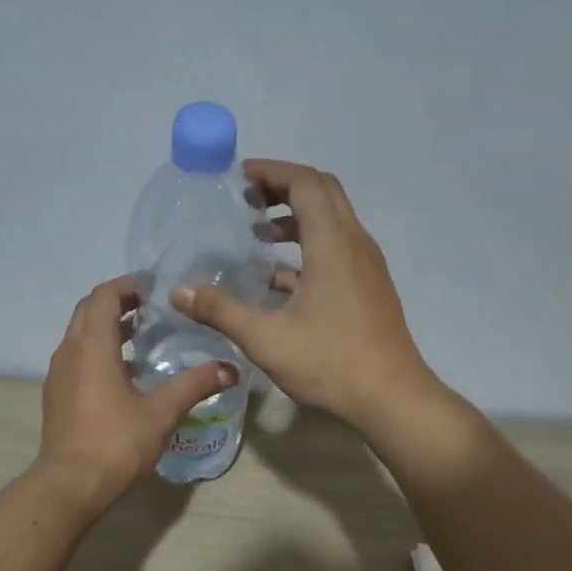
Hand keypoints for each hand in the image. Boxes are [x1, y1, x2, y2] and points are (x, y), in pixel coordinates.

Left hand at [38, 275, 237, 505]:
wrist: (70, 485)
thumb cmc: (116, 442)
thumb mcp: (162, 412)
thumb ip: (194, 385)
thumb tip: (230, 369)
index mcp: (92, 346)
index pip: (104, 296)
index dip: (128, 285)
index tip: (155, 288)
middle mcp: (69, 351)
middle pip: (88, 310)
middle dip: (117, 302)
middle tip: (151, 308)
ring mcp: (58, 374)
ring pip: (80, 334)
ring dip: (106, 327)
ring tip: (142, 336)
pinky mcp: (56, 395)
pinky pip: (75, 357)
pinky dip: (97, 351)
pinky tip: (123, 373)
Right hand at [171, 160, 438, 431]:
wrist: (392, 398)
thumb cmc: (330, 363)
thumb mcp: (266, 339)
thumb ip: (221, 311)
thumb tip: (179, 291)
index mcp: (333, 243)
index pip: (306, 183)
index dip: (272, 172)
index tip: (239, 178)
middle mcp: (355, 244)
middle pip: (323, 192)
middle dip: (284, 187)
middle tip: (247, 199)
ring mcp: (367, 266)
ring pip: (333, 221)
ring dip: (297, 217)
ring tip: (259, 233)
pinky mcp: (370, 287)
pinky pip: (338, 249)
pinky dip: (309, 246)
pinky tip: (280, 279)